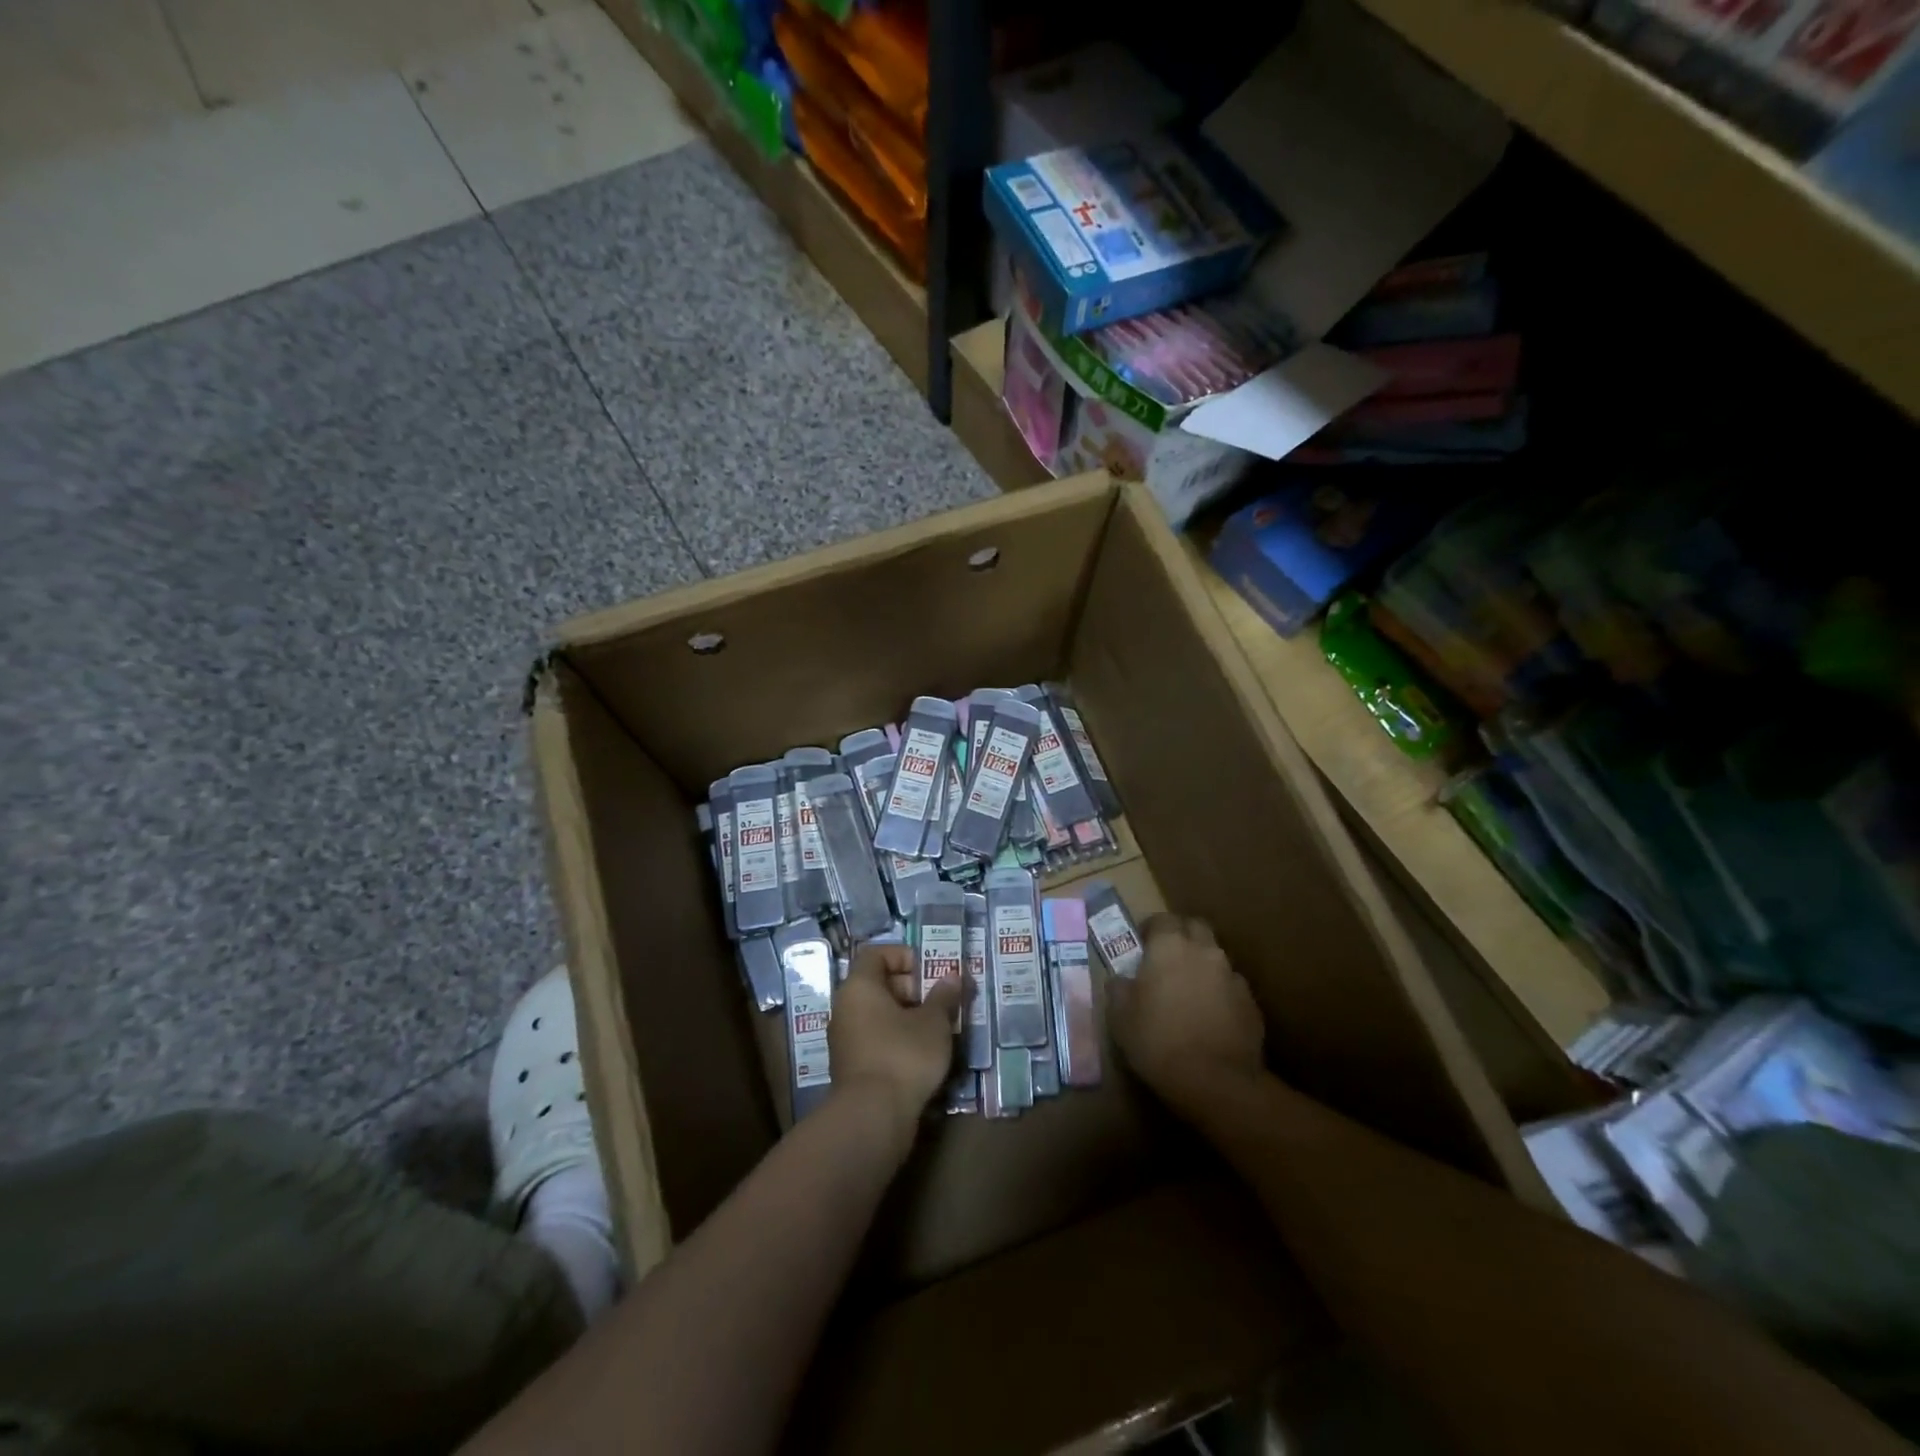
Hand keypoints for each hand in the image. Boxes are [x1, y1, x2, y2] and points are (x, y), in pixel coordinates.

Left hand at [829, 944, 965, 1146]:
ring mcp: (846, 1039)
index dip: (904, 955)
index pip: (876, 954)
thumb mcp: (934, 1022)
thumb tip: (953, 975)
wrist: (873, 1117)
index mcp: (859, 987)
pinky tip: (925, 1054)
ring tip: (940, 1027)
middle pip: (879, 984)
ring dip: (909, 1016)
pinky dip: (899, 1039)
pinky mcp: (853, 1066)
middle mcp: (846, 1008)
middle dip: (914, 988)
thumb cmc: (903, 1055)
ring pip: (880, 1014)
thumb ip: (944, 995)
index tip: (931, 969)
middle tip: (942, 1000)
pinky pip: (877, 1039)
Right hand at [1109, 913, 1264, 1112]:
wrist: (1215, 1082)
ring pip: (1216, 958)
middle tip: (1166, 959)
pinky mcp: (1251, 1005)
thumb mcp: (1119, 1015)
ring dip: (1202, 966)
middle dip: (1182, 936)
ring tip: (1188, 992)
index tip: (1141, 944)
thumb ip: (1119, 988)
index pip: (1162, 919)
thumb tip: (1121, 980)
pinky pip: (1231, 988)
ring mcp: (1233, 977)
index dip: (1150, 929)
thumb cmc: (1157, 1040)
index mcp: (1170, 947)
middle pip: (1195, 928)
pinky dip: (1219, 994)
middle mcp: (1205, 952)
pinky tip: (1209, 1017)